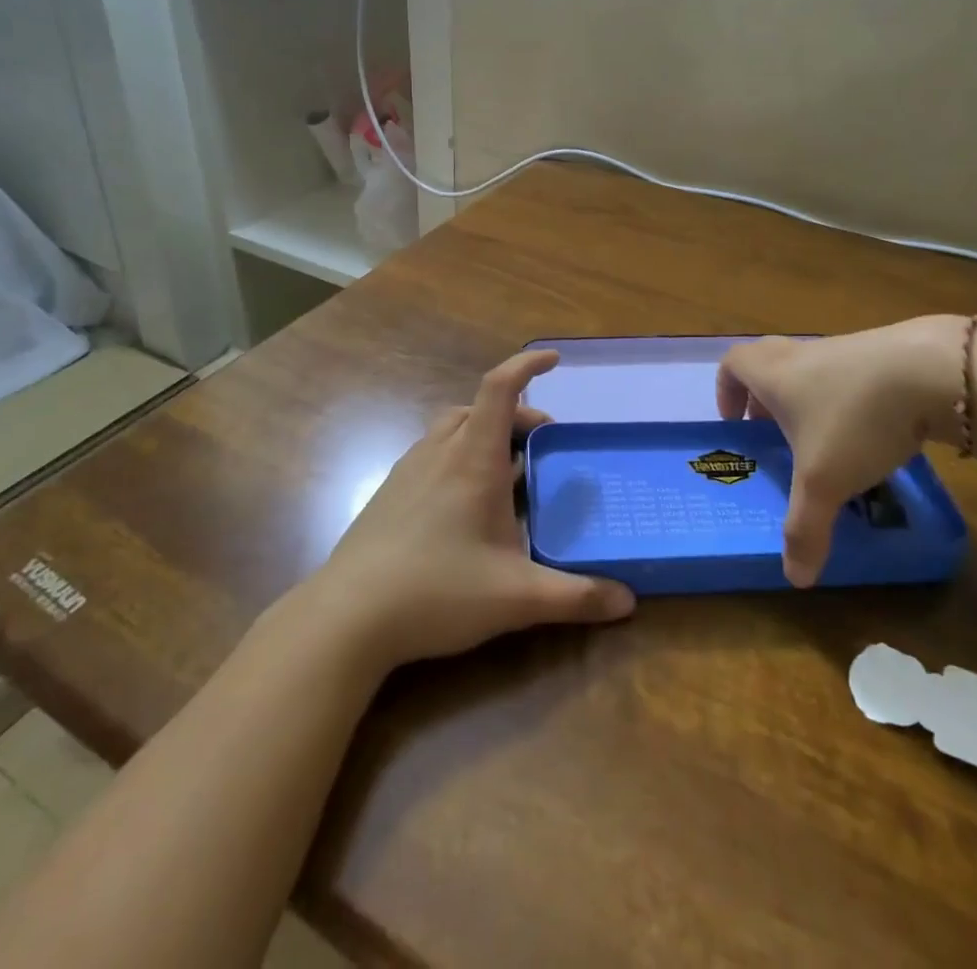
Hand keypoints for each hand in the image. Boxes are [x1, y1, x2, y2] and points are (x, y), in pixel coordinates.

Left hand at [310, 350, 635, 673]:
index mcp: (473, 458)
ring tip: (508, 471)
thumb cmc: (437, 591)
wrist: (348, 616)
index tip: (554, 360)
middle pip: (481, 408)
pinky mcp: (390, 492)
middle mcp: (440, 451)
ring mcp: (409, 469)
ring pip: (453, 428)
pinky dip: (459, 455)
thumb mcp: (516, 597)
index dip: (527, 365)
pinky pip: (433, 452)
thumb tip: (628, 601)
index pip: (500, 388)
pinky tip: (466, 502)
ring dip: (485, 433)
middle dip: (518, 416)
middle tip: (544, 447)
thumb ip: (575, 597)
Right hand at [717, 317, 965, 586]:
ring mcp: (843, 349)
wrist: (933, 371)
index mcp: (773, 374)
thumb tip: (795, 579)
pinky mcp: (882, 352)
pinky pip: (848, 372)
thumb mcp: (825, 483)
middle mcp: (801, 355)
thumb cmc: (855, 420)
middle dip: (763, 396)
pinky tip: (872, 432)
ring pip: (809, 367)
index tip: (736, 423)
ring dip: (807, 398)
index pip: (733, 364)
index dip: (726, 390)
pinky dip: (847, 397)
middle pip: (766, 360)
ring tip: (825, 440)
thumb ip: (804, 530)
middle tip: (772, 431)